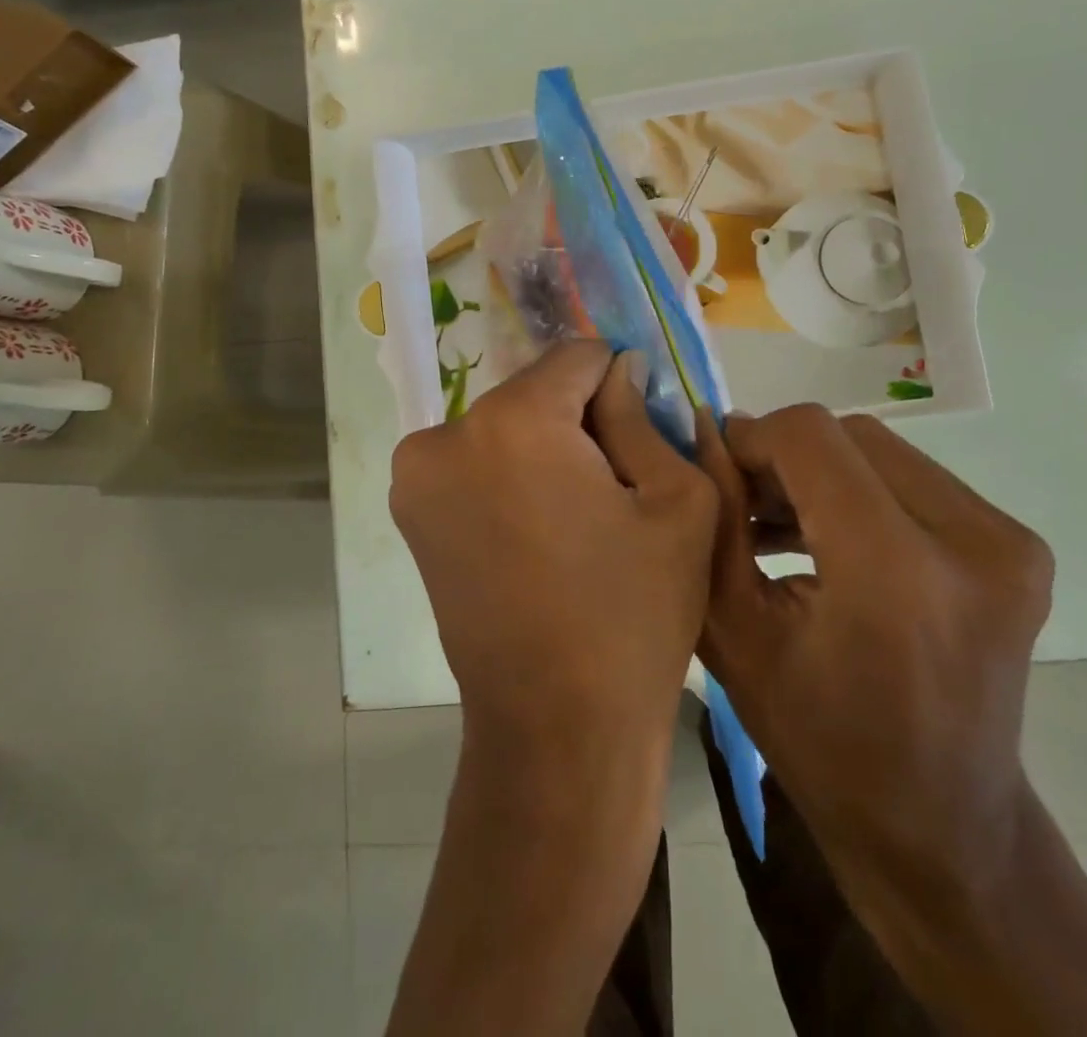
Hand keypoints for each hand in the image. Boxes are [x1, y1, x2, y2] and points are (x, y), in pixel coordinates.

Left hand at [391, 341, 717, 753]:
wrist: (556, 727)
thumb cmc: (634, 614)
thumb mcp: (678, 501)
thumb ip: (641, 415)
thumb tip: (618, 369)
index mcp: (514, 422)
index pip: (579, 358)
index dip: (621, 387)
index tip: (641, 433)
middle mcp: (446, 434)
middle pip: (537, 392)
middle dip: (579, 421)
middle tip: (614, 487)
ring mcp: (415, 475)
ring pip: (505, 425)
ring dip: (543, 449)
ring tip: (576, 518)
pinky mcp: (408, 512)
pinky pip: (475, 462)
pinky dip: (509, 476)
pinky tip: (539, 533)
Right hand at [697, 405, 1053, 905]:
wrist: (942, 827)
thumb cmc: (821, 744)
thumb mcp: (735, 631)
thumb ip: (715, 519)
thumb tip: (706, 434)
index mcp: (895, 571)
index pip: (811, 437)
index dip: (753, 439)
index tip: (719, 470)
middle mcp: (971, 541)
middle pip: (850, 436)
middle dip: (785, 455)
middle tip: (745, 499)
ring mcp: (1006, 542)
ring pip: (882, 452)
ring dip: (822, 471)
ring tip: (777, 518)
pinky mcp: (1017, 547)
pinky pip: (915, 481)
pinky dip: (861, 490)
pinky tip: (822, 532)